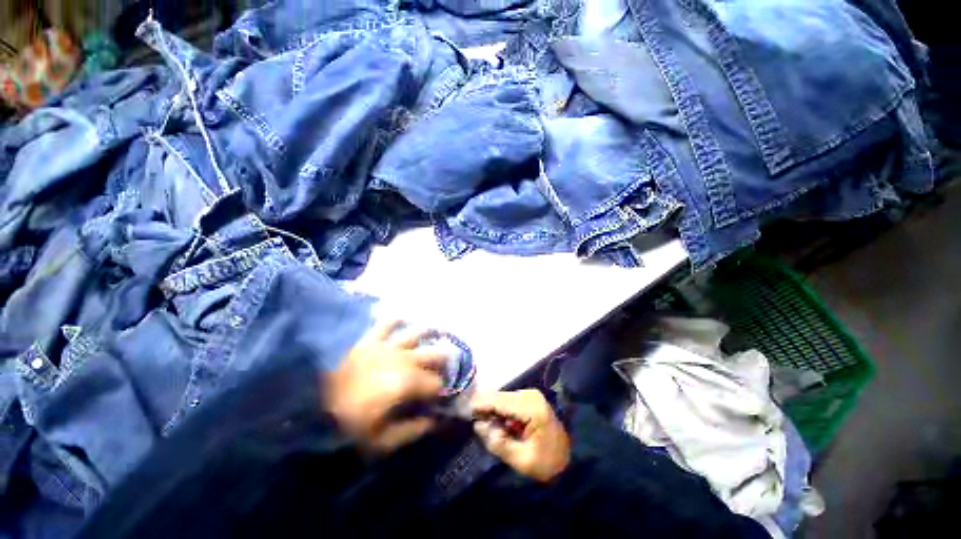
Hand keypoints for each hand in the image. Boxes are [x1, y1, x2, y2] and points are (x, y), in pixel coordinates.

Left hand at [325, 321, 446, 453]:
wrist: (308, 413)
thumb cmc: (349, 430)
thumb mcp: (384, 441)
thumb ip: (414, 430)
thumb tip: (436, 421)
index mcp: (408, 383)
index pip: (436, 383)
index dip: (444, 389)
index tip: (445, 395)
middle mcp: (402, 359)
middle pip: (432, 354)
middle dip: (444, 359)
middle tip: (449, 362)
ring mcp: (385, 347)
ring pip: (415, 334)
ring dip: (429, 333)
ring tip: (438, 330)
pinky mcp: (368, 342)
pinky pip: (385, 324)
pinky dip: (396, 318)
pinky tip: (404, 316)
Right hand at [471, 390, 570, 482]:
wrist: (571, 460)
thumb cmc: (547, 463)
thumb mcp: (521, 460)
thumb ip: (498, 442)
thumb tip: (479, 426)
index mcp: (531, 407)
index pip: (499, 401)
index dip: (481, 405)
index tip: (465, 411)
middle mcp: (530, 394)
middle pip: (499, 397)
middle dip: (486, 409)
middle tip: (476, 424)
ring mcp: (530, 395)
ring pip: (502, 398)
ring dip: (493, 411)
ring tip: (488, 428)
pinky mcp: (529, 399)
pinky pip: (508, 401)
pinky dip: (501, 411)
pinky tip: (500, 425)